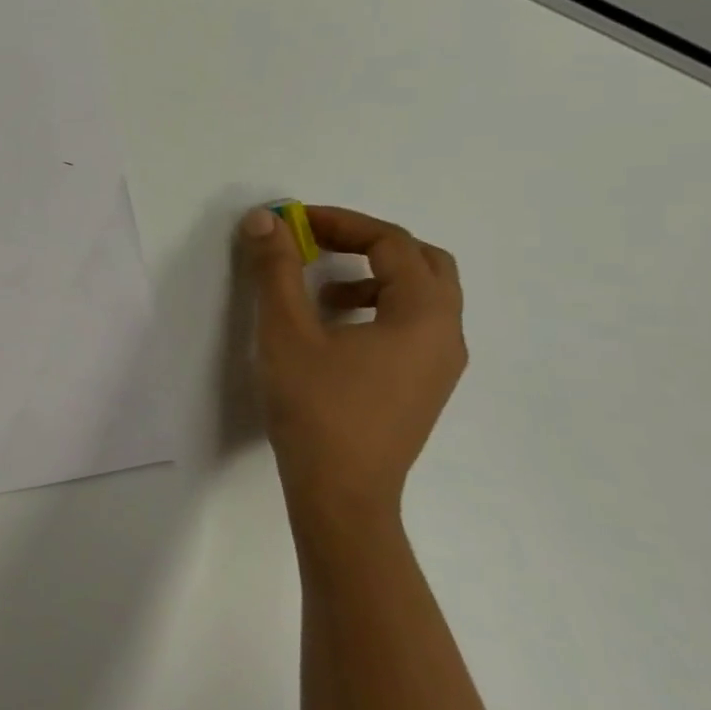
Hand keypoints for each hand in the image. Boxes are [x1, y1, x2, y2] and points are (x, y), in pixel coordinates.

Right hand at [243, 205, 466, 538]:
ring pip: (420, 296)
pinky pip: (412, 326)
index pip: (392, 243)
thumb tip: (264, 219)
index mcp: (424, 314)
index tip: (293, 222)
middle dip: (366, 243)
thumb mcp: (286, 332)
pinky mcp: (423, 386)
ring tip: (319, 291)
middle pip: (422, 263)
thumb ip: (275, 270)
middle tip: (316, 242)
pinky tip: (333, 331)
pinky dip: (376, 307)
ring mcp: (440, 364)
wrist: (340, 490)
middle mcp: (446, 334)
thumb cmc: (315, 406)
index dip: (341, 222)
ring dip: (372, 276)